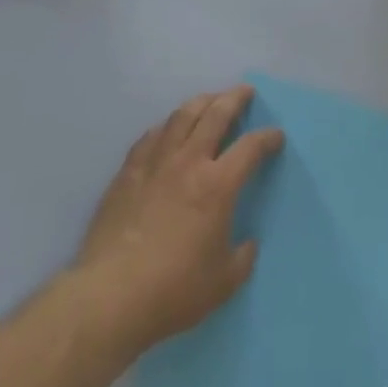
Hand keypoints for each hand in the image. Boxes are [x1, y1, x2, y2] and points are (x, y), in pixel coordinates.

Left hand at [73, 84, 283, 353]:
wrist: (111, 294)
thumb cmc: (174, 290)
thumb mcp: (224, 282)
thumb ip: (242, 257)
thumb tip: (247, 242)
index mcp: (218, 185)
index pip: (250, 147)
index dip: (268, 138)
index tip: (276, 135)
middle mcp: (188, 162)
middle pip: (215, 115)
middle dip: (234, 99)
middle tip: (245, 92)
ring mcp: (155, 163)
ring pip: (181, 116)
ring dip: (201, 103)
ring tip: (210, 100)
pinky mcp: (128, 172)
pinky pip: (151, 136)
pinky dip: (166, 126)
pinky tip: (168, 128)